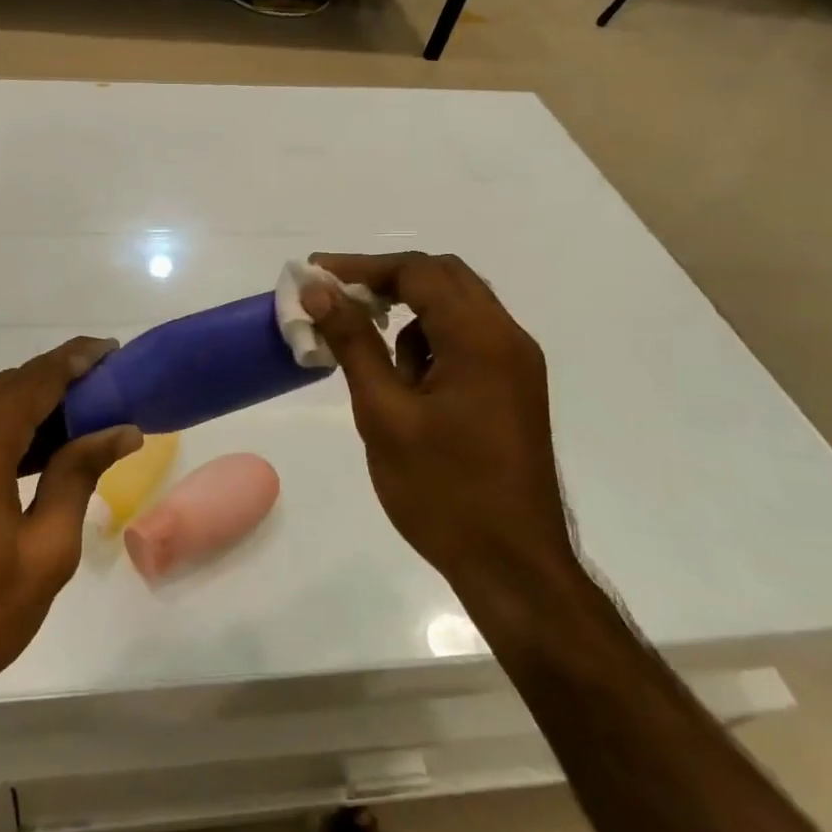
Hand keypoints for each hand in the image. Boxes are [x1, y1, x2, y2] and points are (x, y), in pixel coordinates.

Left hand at [0, 338, 140, 730]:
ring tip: (82, 414)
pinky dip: (0, 429)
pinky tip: (36, 446)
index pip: (33, 381)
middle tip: (106, 387)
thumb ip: (78, 476)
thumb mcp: (44, 553)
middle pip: (6, 387)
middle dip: (56, 381)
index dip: (75, 360)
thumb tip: (121, 430)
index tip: (112, 349)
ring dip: (29, 405)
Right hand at [302, 253, 573, 594]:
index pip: (419, 273)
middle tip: (336, 299)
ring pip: (457, 310)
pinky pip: (467, 342)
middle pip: (444, 279)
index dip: (362, 267)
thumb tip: (320, 290)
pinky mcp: (513, 390)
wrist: (512, 565)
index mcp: (481, 339)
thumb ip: (353, 343)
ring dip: (409, 315)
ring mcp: (516, 365)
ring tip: (367, 355)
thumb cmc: (442, 491)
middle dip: (386, 282)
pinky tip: (405, 385)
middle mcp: (508, 339)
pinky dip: (429, 343)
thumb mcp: (384, 414)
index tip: (316, 275)